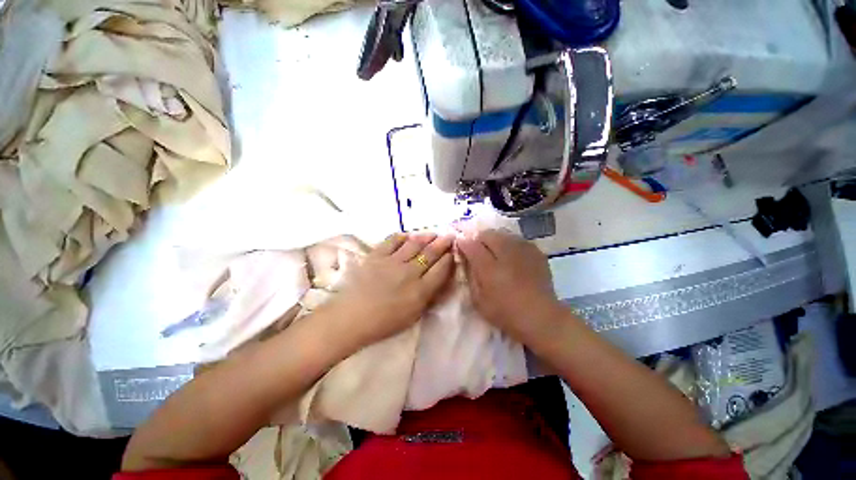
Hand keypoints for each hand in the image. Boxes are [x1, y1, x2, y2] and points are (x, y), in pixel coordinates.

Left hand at [328, 232, 454, 347]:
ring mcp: (392, 261)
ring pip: (414, 243)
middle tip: (450, 235)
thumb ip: (429, 297)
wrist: (352, 317)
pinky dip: (402, 236)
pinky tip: (407, 235)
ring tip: (433, 234)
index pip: (441, 269)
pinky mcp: (377, 255)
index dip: (449, 259)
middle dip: (443, 243)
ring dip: (426, 237)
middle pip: (430, 253)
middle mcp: (410, 272)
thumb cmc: (384, 322)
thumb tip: (439, 280)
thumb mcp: (414, 315)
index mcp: (421, 290)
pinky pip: (392, 240)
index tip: (453, 252)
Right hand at [457, 229, 562, 340]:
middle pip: (486, 233)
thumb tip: (464, 257)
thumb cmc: (504, 311)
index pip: (470, 244)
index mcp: (488, 265)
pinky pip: (516, 239)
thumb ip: (469, 274)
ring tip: (495, 254)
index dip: (463, 243)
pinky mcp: (535, 250)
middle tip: (478, 252)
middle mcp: (505, 251)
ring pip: (502, 233)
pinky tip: (511, 257)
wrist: (540, 316)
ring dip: (494, 240)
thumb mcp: (478, 298)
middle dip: (478, 239)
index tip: (461, 247)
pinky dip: (509, 244)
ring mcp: (523, 248)